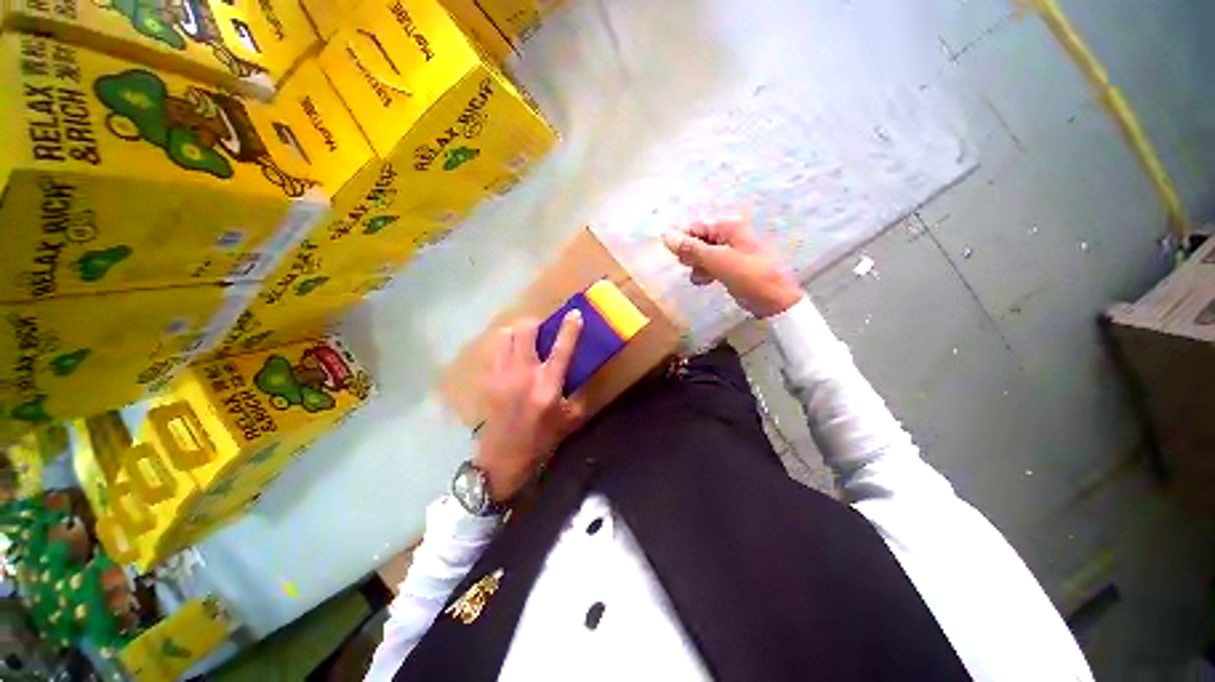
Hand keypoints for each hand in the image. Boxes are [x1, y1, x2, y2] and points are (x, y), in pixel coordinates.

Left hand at [475, 311, 586, 502]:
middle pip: (525, 332)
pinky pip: (495, 350)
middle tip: (542, 327)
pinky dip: (505, 346)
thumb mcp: (568, 420)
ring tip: (524, 339)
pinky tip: (511, 357)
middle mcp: (524, 375)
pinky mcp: (487, 379)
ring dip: (517, 332)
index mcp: (548, 386)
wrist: (501, 459)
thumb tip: (583, 372)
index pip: (561, 349)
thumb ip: (579, 394)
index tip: (574, 313)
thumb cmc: (540, 439)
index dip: (569, 328)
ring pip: (506, 336)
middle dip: (535, 322)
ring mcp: (501, 375)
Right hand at [662, 216, 803, 317]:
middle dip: (690, 255)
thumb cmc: (749, 276)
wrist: (774, 300)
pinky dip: (705, 272)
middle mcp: (728, 236)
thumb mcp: (717, 261)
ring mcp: (730, 253)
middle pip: (698, 241)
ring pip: (702, 256)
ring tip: (700, 278)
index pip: (695, 228)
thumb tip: (665, 235)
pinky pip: (710, 266)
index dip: (683, 242)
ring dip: (696, 266)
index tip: (679, 259)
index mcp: (728, 228)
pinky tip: (705, 282)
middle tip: (690, 267)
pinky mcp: (731, 268)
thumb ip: (691, 248)